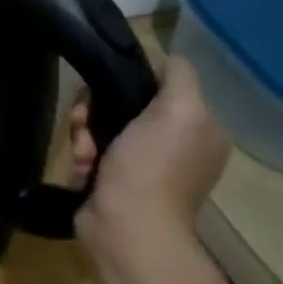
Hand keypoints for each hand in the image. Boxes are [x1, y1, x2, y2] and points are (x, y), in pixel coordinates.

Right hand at [68, 56, 229, 251]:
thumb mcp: (179, 110)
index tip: (109, 90)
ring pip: (102, 127)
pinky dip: (82, 156)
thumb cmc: (152, 166)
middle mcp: (177, 146)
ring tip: (84, 152)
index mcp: (200, 130)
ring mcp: (145, 166)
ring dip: (84, 134)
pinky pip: (92, 152)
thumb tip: (169, 57)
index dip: (131, 83)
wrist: (126, 226)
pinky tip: (82, 167)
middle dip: (98, 110)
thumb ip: (179, 77)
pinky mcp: (115, 181)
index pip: (161, 87)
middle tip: (86, 123)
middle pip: (125, 106)